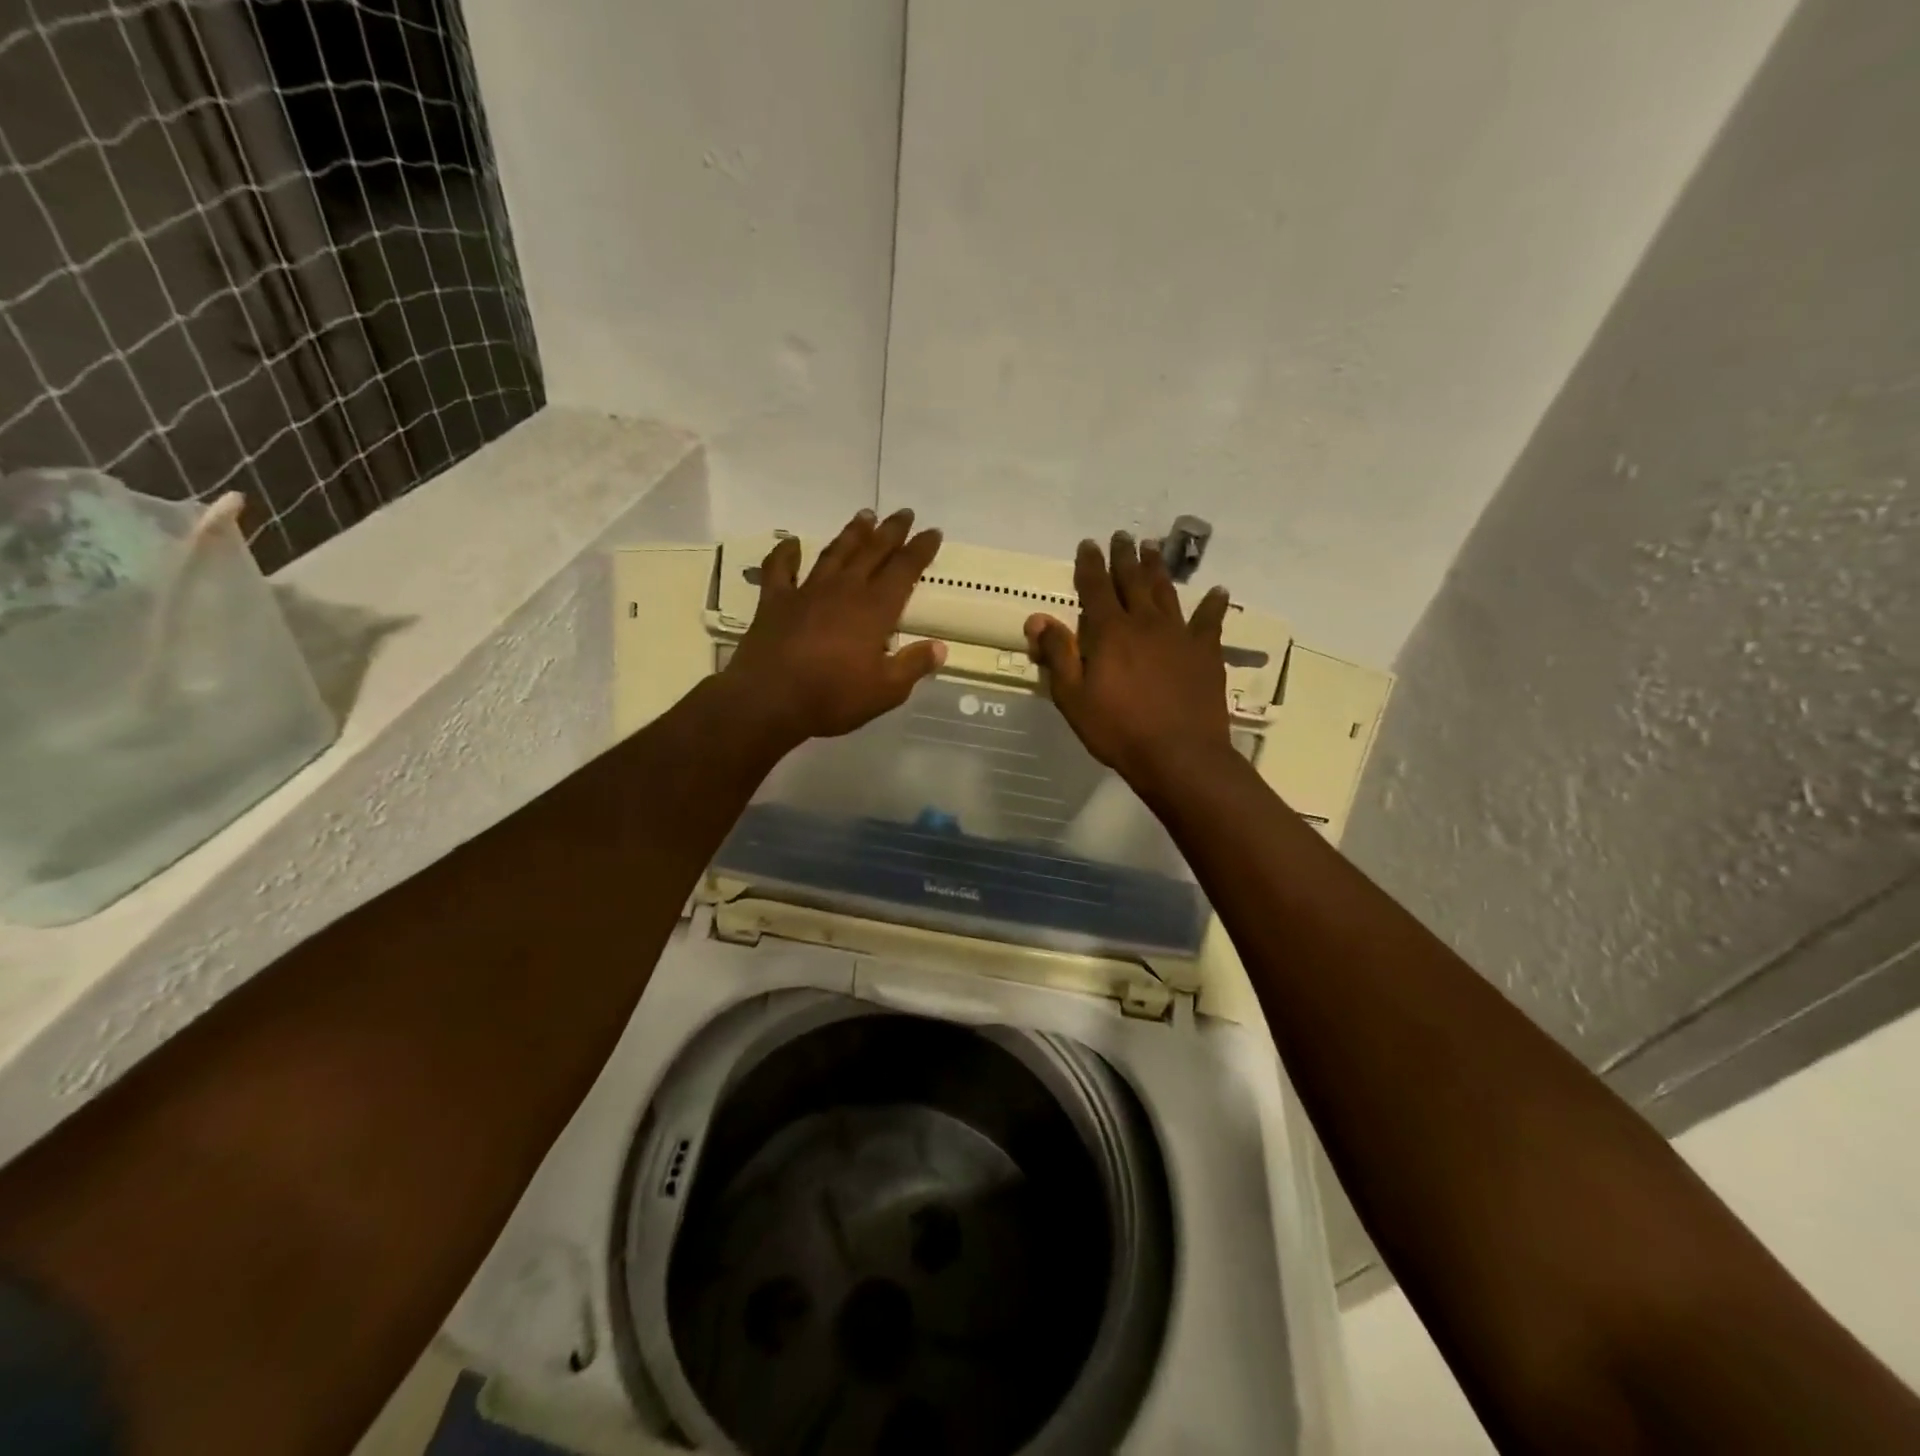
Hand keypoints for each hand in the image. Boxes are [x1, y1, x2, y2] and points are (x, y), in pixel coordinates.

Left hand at [724, 507, 946, 748]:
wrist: (769, 701)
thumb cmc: (833, 698)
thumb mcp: (886, 691)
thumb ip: (914, 665)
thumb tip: (940, 647)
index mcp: (874, 609)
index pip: (904, 570)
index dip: (920, 549)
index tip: (933, 532)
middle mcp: (844, 590)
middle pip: (872, 551)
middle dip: (891, 531)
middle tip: (904, 513)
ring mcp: (807, 592)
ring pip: (834, 553)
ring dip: (852, 533)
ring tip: (865, 515)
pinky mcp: (775, 602)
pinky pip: (780, 569)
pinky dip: (786, 553)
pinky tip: (792, 543)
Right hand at [1025, 532, 1233, 789]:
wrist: (1179, 755)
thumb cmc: (1117, 729)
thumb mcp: (1073, 697)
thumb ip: (1057, 654)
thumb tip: (1037, 618)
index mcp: (1109, 632)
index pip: (1095, 588)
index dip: (1090, 564)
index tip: (1089, 544)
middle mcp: (1145, 623)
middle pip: (1133, 581)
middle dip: (1125, 557)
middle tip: (1123, 536)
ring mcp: (1179, 635)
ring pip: (1167, 592)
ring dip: (1158, 569)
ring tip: (1154, 548)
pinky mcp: (1206, 652)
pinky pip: (1210, 621)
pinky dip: (1212, 605)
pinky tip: (1217, 593)